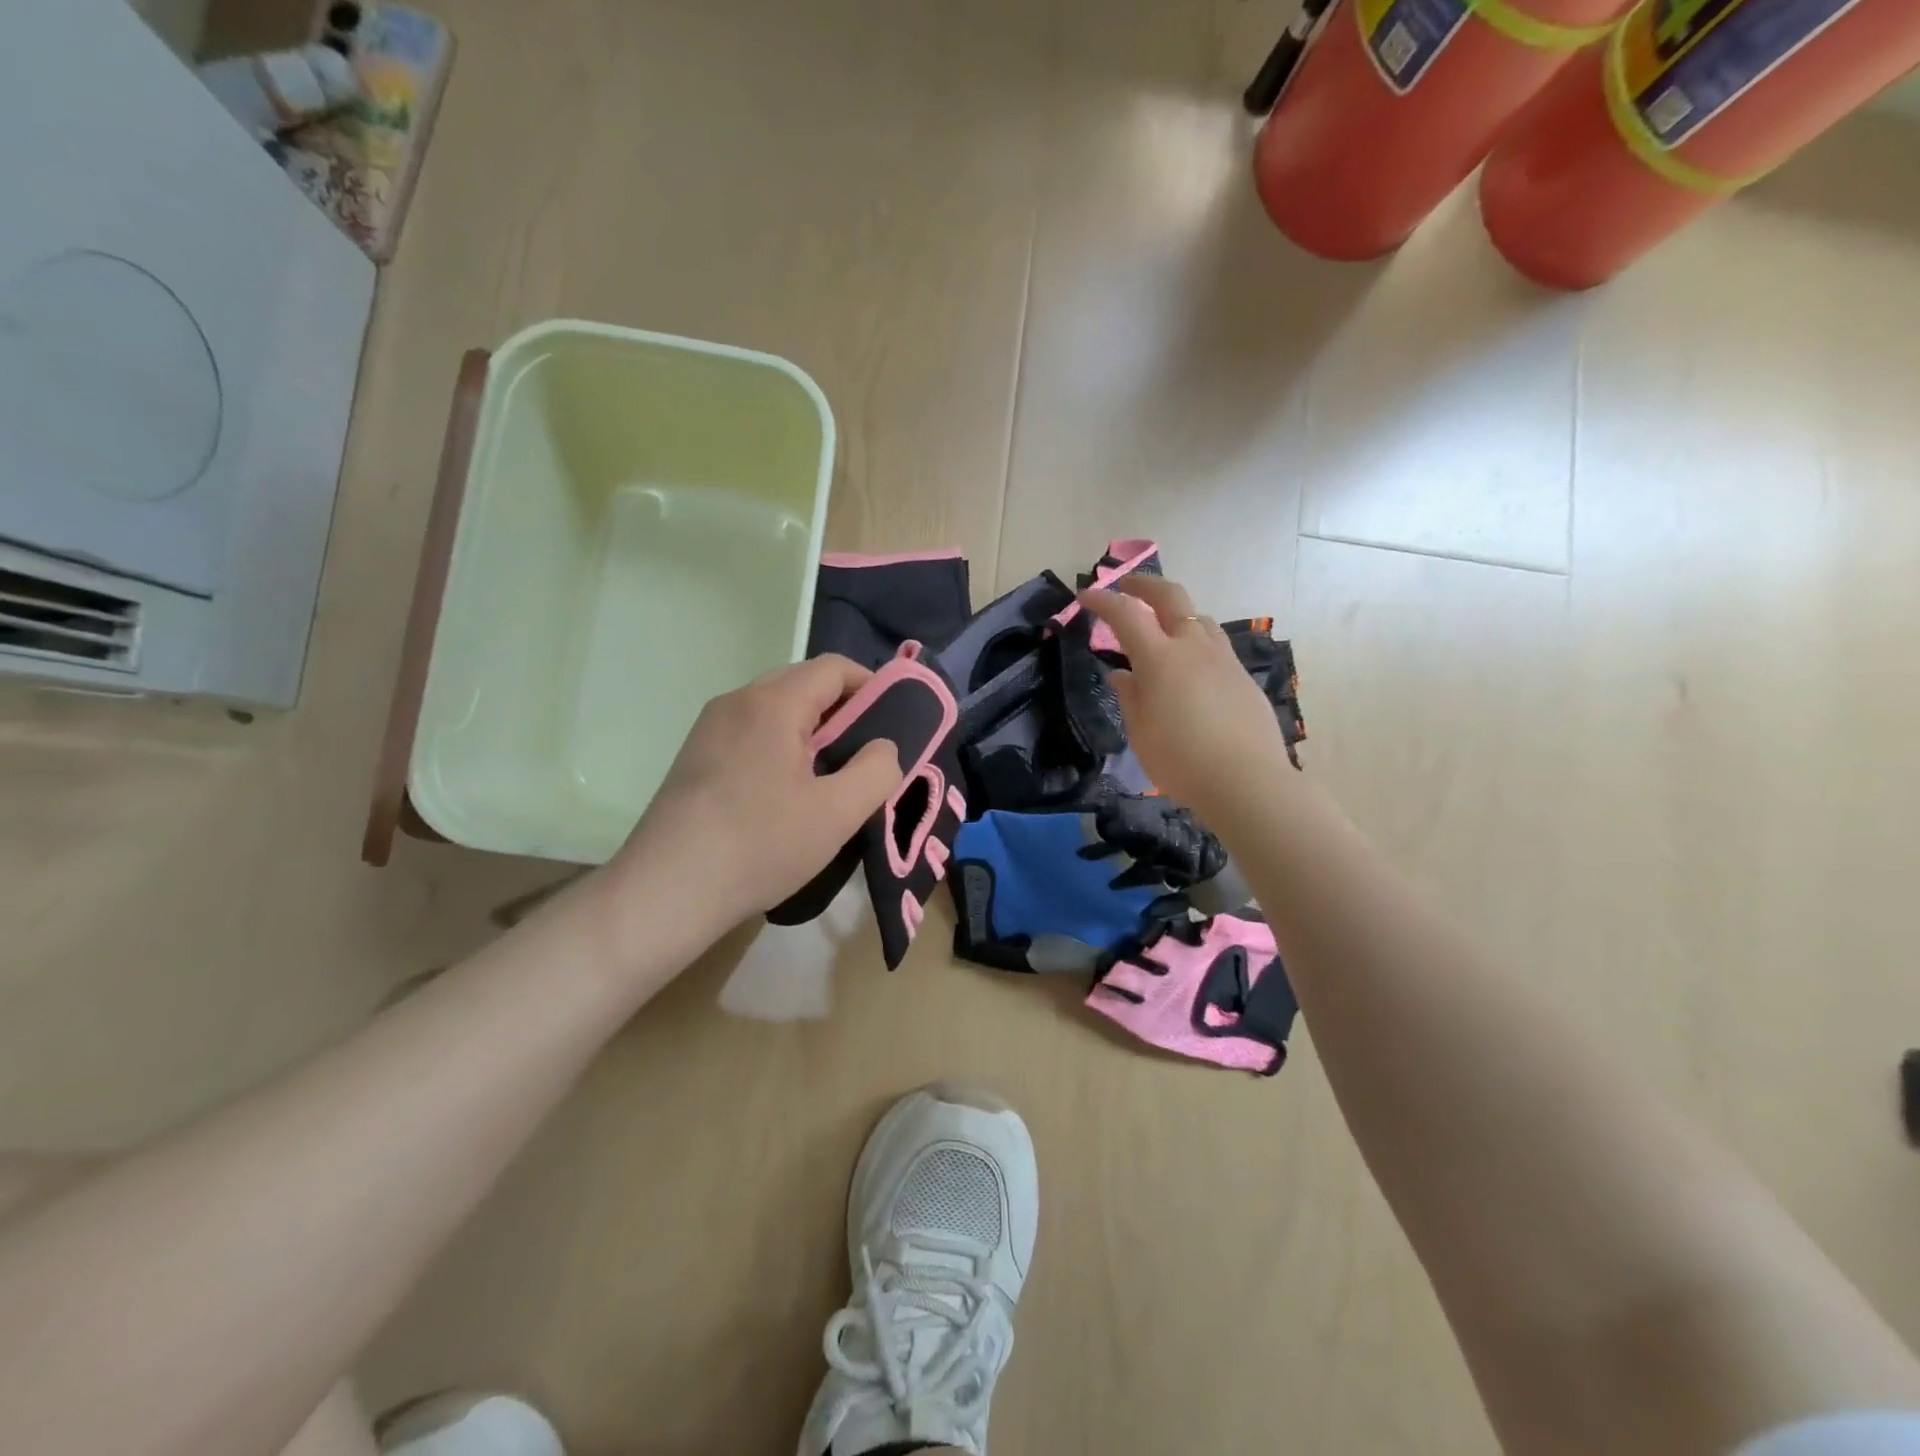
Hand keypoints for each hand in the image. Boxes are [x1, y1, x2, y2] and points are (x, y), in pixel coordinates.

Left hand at [597, 656, 903, 957]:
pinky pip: (751, 732)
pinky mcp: (695, 756)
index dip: (872, 686)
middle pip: (803, 683)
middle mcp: (737, 701)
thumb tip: (883, 747)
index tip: (893, 724)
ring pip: (775, 709)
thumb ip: (877, 770)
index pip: (834, 668)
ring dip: (810, 730)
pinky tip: (784, 793)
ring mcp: (709, 728)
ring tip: (827, 777)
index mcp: (773, 703)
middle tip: (864, 755)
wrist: (665, 892)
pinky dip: (779, 746)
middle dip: (842, 710)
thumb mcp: (837, 814)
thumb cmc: (760, 846)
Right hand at [1079, 577, 1290, 828]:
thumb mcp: (1140, 733)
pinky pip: (1214, 645)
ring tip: (1162, 627)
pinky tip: (1191, 667)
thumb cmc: (1181, 760)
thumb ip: (1130, 697)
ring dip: (1176, 612)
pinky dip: (1195, 641)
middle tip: (1127, 586)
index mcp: (1160, 658)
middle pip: (1170, 597)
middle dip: (1145, 585)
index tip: (1086, 597)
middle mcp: (1193, 647)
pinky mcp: (1242, 677)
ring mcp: (1223, 659)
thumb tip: (1123, 675)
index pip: (1125, 615)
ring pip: (1199, 618)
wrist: (1247, 780)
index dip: (1103, 601)